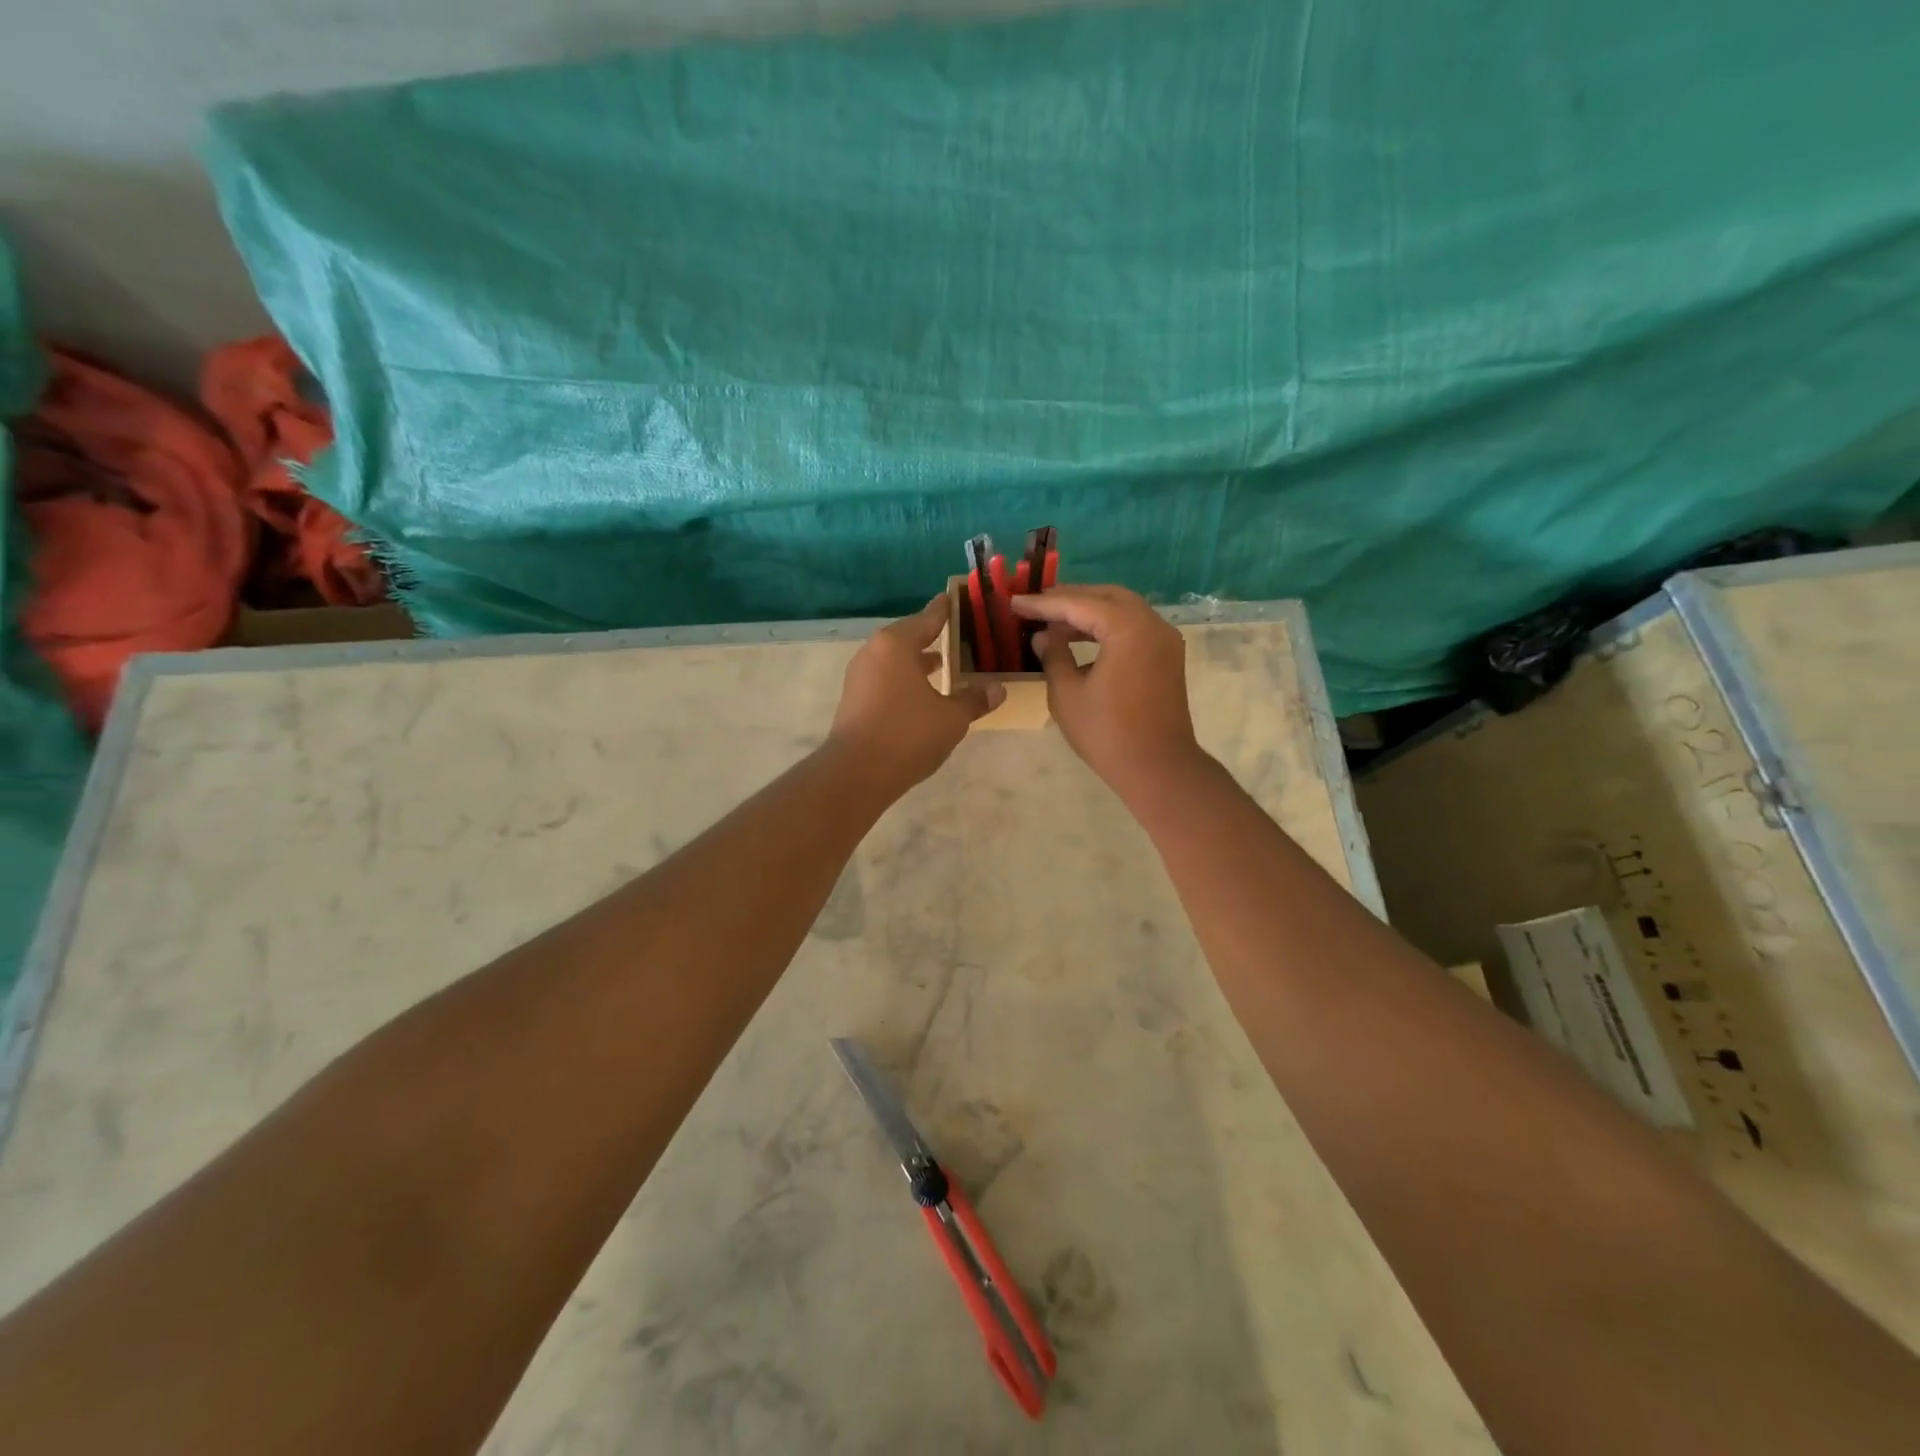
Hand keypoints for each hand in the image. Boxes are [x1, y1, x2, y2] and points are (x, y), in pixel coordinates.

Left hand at [828, 596, 1003, 791]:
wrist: (857, 773)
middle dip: (935, 637)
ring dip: (919, 660)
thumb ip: (974, 699)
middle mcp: (874, 651)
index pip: (928, 617)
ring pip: (896, 658)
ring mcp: (860, 675)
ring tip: (946, 664)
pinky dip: (905, 677)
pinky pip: (886, 677)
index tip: (959, 599)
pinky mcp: (855, 698)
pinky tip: (923, 692)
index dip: (947, 610)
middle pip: (909, 635)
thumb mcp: (951, 717)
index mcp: (896, 644)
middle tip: (962, 635)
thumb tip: (998, 689)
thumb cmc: (907, 735)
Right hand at [1010, 585, 1204, 799]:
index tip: (1015, 603)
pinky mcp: (1167, 656)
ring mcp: (1164, 639)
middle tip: (1036, 606)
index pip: (1078, 604)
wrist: (1158, 768)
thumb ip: (1053, 656)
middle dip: (1069, 598)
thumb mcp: (1067, 694)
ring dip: (1088, 611)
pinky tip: (1081, 640)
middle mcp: (1152, 624)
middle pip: (1106, 596)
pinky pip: (1134, 627)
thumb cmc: (1107, 733)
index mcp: (1128, 628)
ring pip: (1122, 609)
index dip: (1043, 604)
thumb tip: (1043, 636)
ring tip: (1053, 622)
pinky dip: (1107, 626)